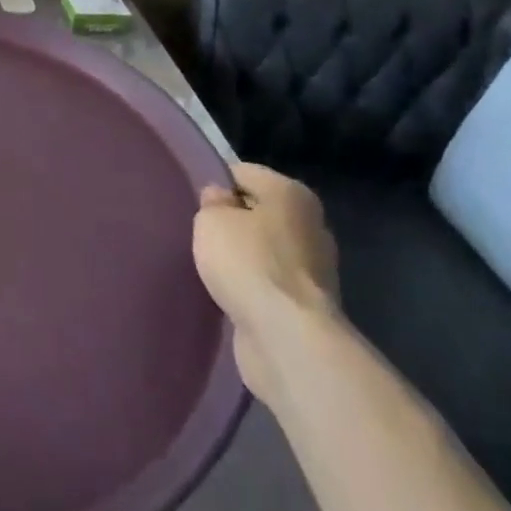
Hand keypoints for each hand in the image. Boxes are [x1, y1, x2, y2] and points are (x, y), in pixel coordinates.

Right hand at [193, 163, 339, 399]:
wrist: (287, 337)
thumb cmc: (248, 263)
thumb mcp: (212, 219)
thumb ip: (212, 202)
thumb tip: (220, 200)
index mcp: (292, 193)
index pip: (243, 173)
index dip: (215, 184)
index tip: (194, 205)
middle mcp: (311, 224)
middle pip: (259, 212)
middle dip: (232, 222)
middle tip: (201, 236)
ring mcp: (316, 268)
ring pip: (265, 250)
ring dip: (243, 258)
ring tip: (213, 268)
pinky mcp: (309, 304)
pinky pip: (271, 283)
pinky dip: (253, 288)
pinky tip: (231, 294)